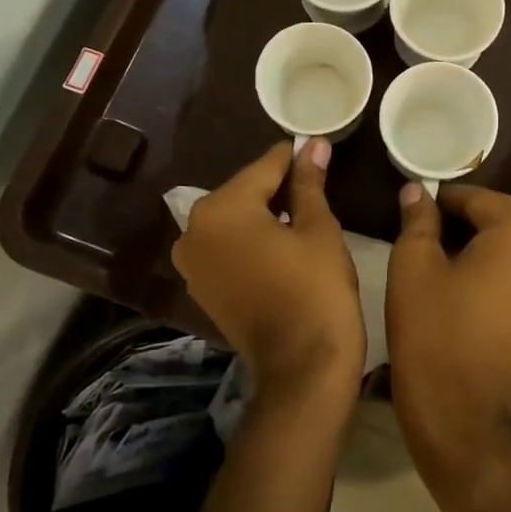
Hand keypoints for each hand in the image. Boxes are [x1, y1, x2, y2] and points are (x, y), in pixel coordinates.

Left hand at [173, 140, 363, 401]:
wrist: (302, 367)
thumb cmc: (316, 289)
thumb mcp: (318, 228)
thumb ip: (308, 182)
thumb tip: (313, 144)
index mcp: (220, 209)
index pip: (264, 168)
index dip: (294, 157)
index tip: (317, 147)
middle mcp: (193, 230)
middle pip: (244, 192)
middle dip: (278, 185)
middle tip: (316, 182)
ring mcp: (192, 262)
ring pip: (235, 219)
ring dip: (265, 212)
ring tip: (304, 211)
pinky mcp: (202, 286)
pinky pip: (228, 246)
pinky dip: (252, 239)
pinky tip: (283, 241)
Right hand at [386, 183, 510, 488]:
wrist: (459, 412)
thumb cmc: (432, 330)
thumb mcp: (414, 265)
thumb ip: (419, 219)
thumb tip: (417, 190)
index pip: (481, 199)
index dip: (447, 198)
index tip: (419, 203)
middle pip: (506, 218)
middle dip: (469, 216)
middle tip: (429, 223)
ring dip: (485, 240)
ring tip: (444, 249)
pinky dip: (500, 266)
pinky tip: (468, 276)